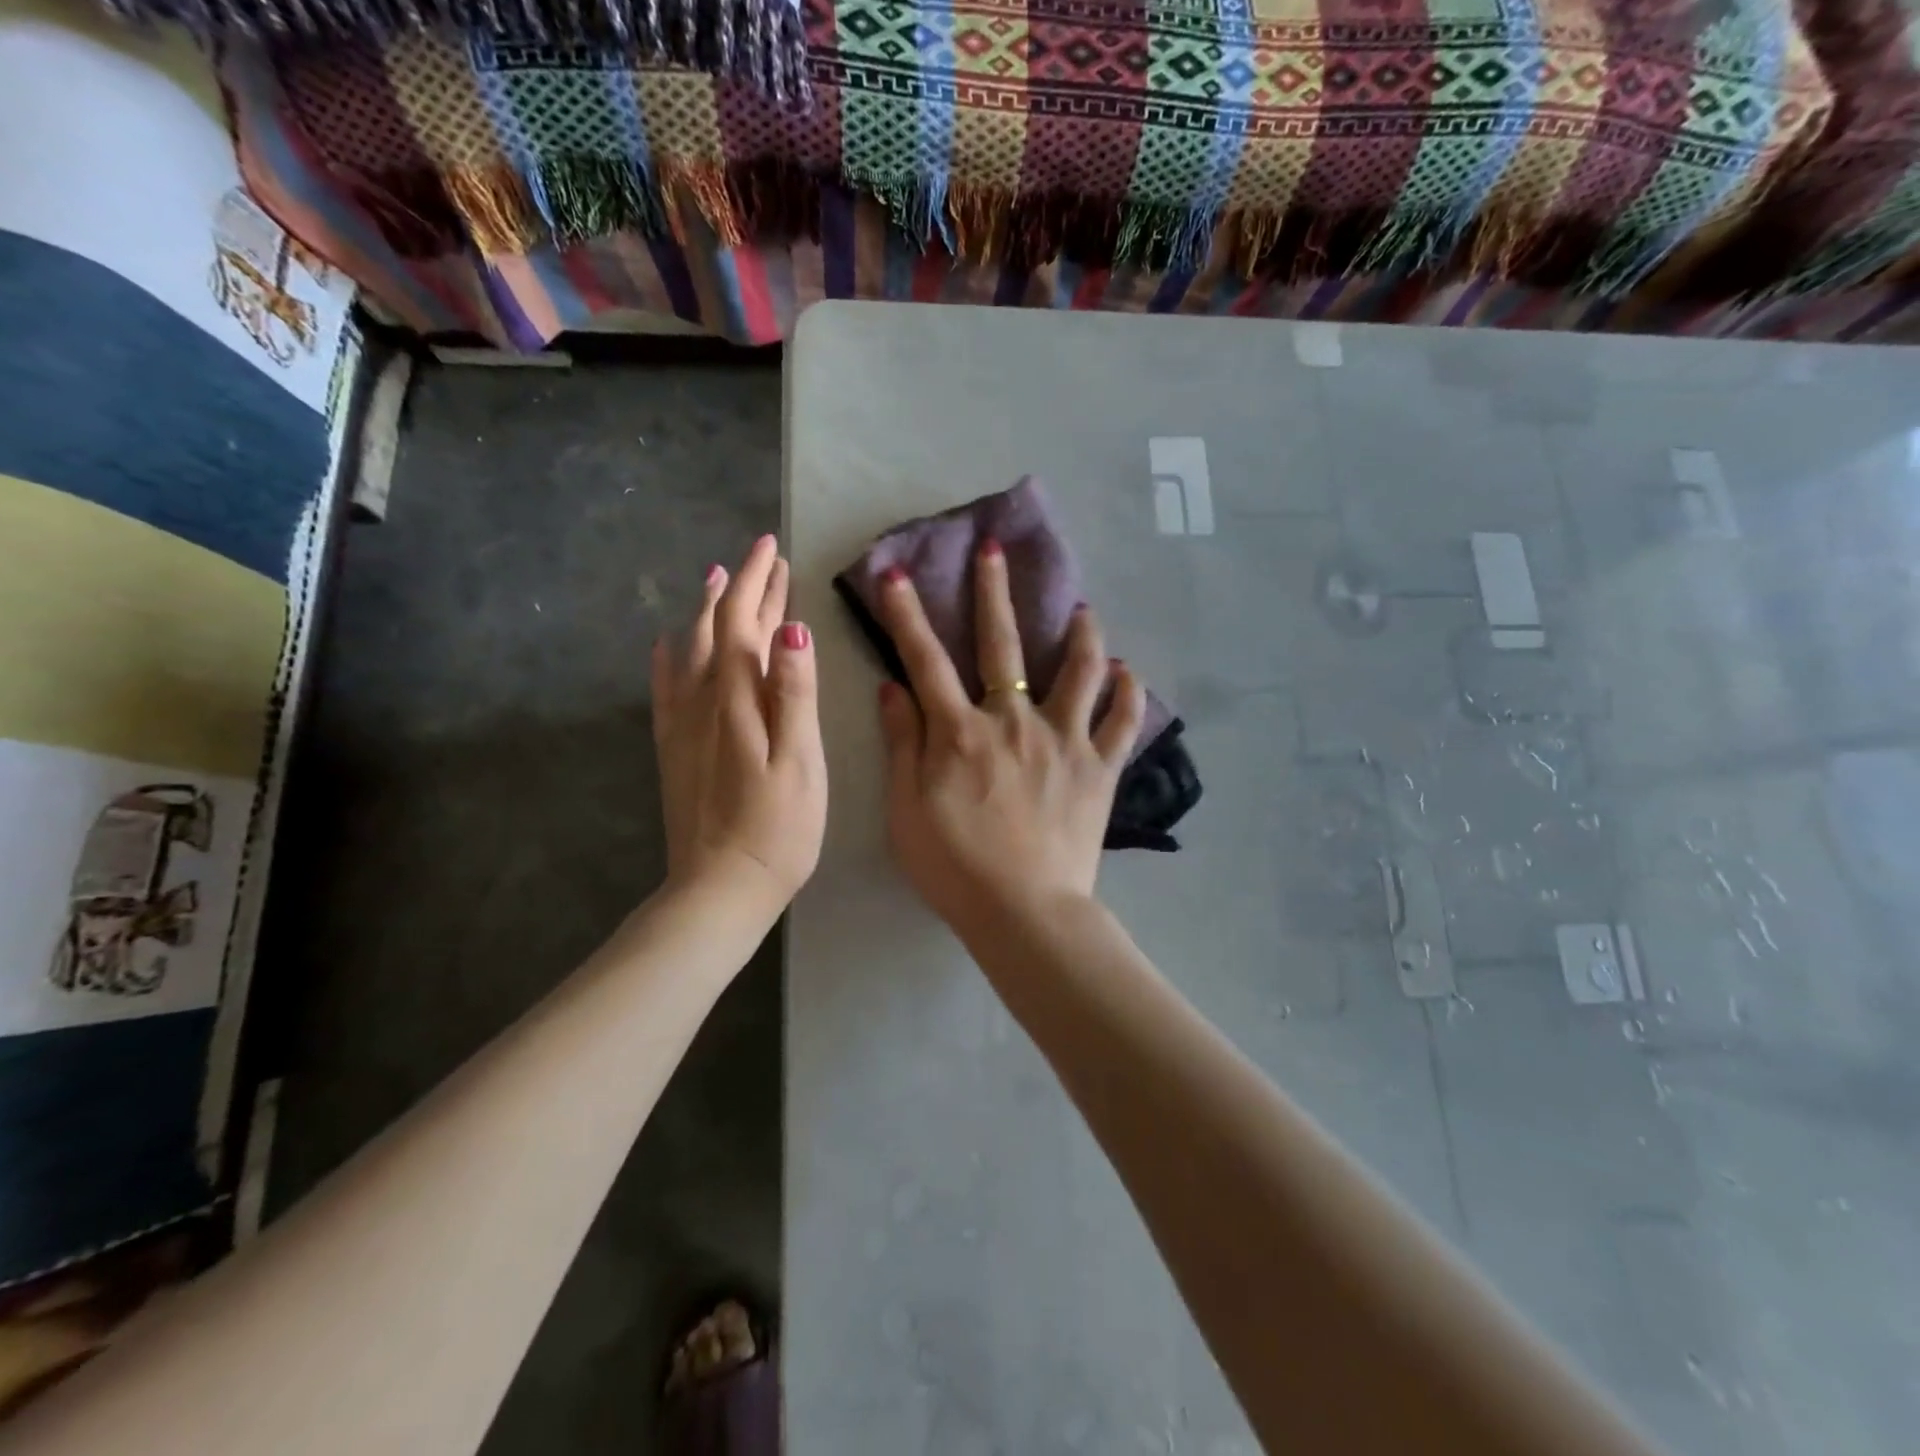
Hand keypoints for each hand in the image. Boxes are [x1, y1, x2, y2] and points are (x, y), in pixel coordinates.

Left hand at [651, 535, 825, 917]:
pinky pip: (666, 690)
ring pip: (694, 650)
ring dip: (708, 611)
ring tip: (715, 578)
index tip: (772, 546)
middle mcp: (704, 701)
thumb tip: (791, 628)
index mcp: (740, 699)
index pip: (747, 621)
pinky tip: (666, 646)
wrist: (720, 888)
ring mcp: (684, 725)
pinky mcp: (674, 750)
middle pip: (721, 628)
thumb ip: (795, 693)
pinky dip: (669, 659)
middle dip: (742, 587)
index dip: (759, 580)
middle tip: (760, 556)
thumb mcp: (801, 761)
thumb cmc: (778, 829)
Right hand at [875, 538, 1144, 935]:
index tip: (895, 574)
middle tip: (994, 550)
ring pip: (1078, 670)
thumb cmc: (954, 865)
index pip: (926, 660)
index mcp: (960, 732)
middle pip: (1003, 645)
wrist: (1023, 911)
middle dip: (994, 592)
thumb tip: (892, 687)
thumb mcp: (906, 809)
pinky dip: (1128, 692)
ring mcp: (1064, 740)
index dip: (907, 615)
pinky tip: (1128, 672)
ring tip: (1083, 608)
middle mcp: (1013, 721)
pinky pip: (1124, 721)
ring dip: (1080, 633)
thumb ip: (902, 743)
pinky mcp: (1100, 767)